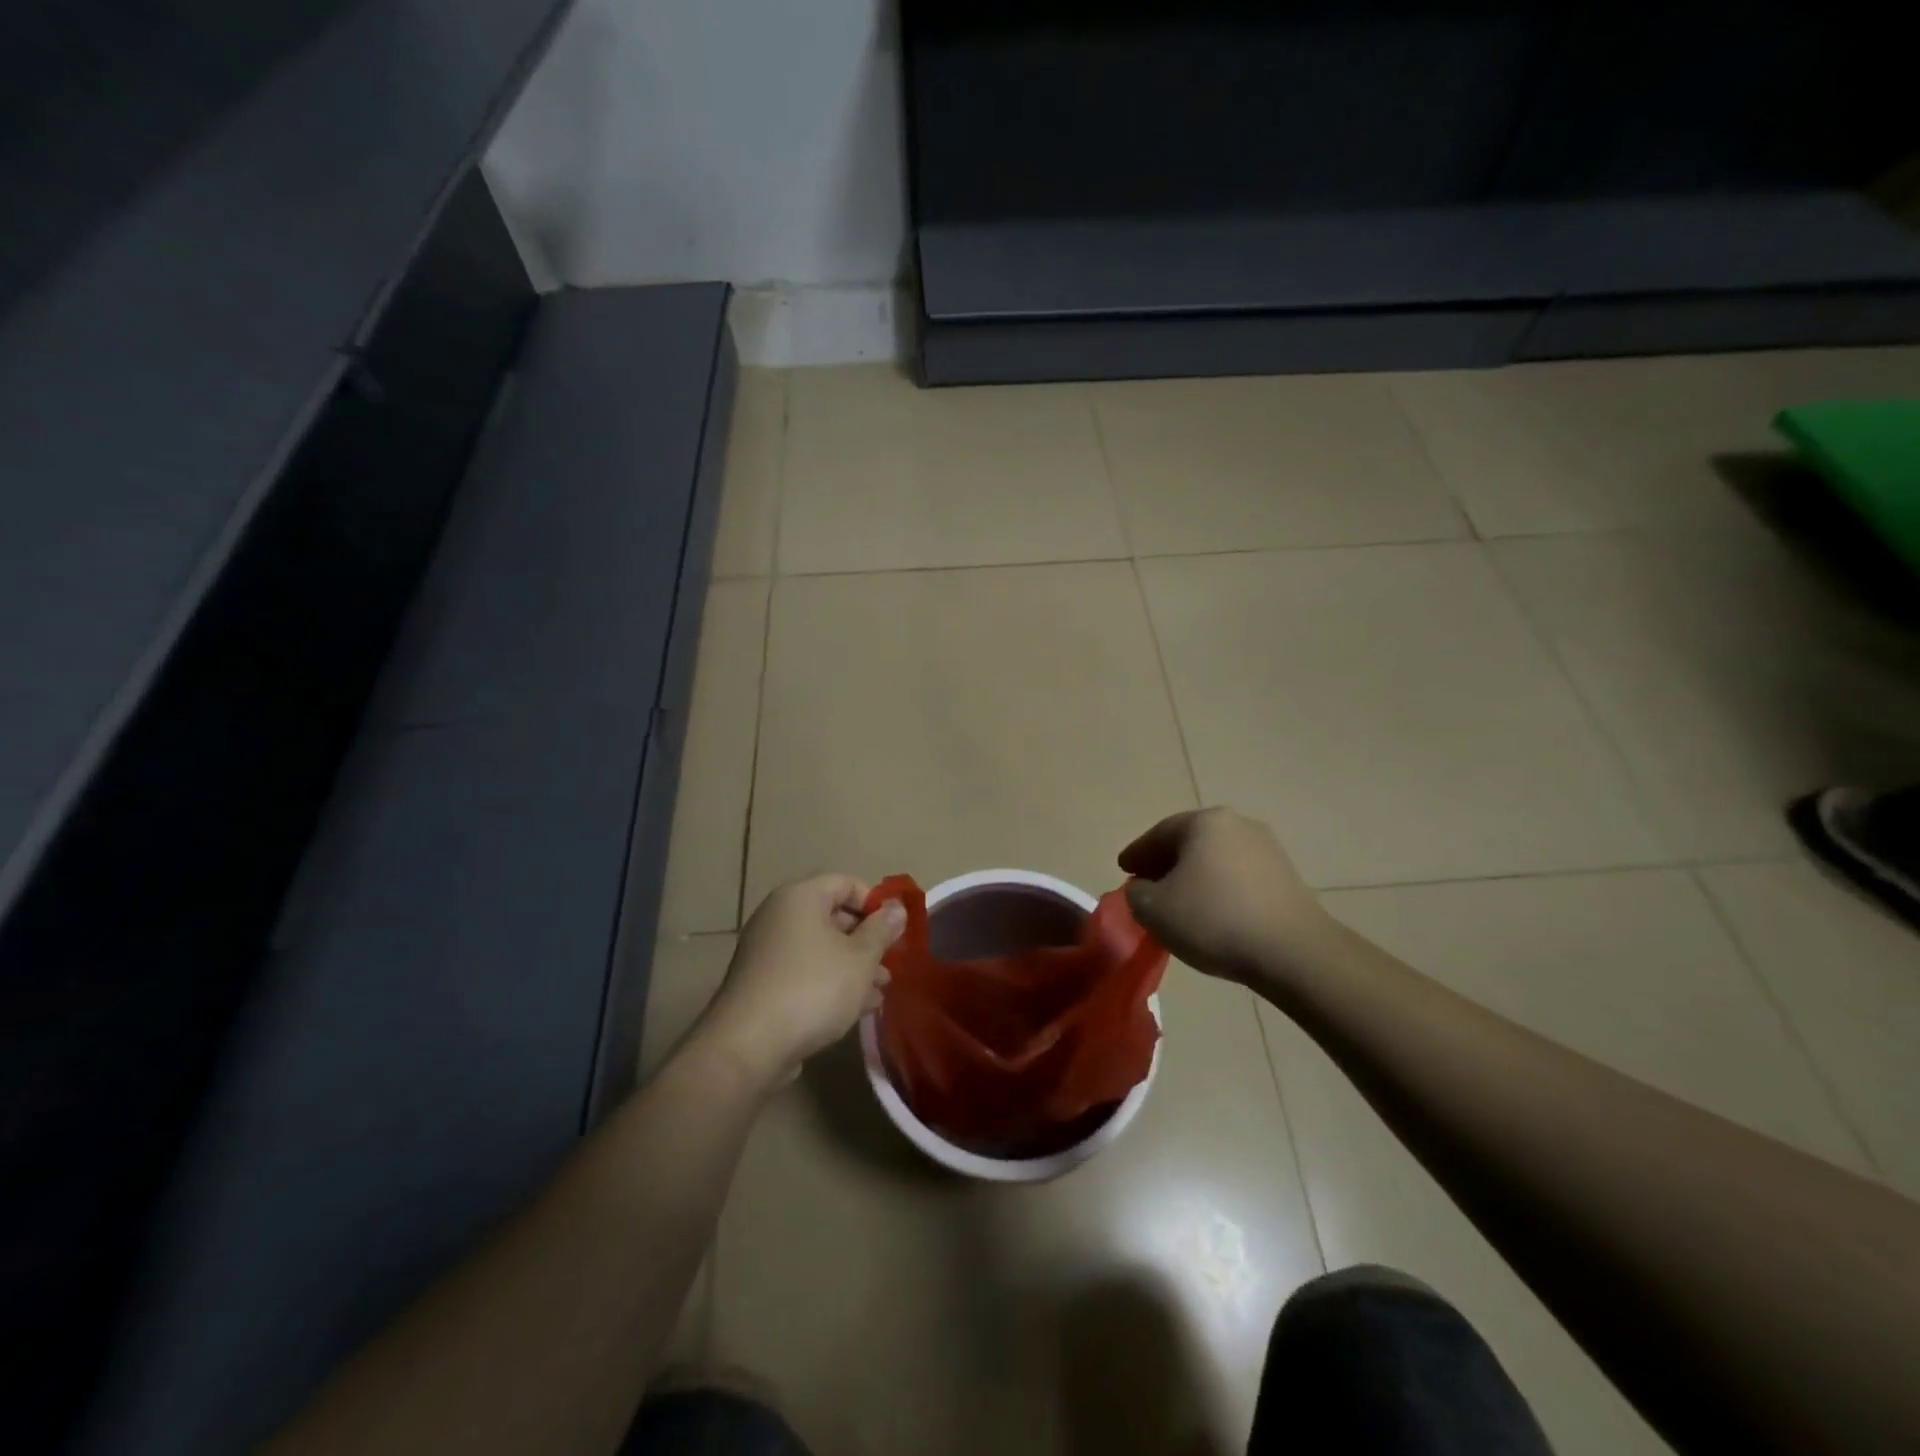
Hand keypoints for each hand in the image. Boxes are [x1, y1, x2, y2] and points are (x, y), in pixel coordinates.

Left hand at [695, 875, 905, 1088]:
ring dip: (853, 966)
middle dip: (866, 940)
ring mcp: (767, 951)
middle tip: (890, 963)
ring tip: (880, 991)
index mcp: (800, 898)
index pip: (845, 883)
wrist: (749, 1045)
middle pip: (833, 916)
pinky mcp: (762, 984)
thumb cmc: (813, 988)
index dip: (874, 903)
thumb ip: (882, 930)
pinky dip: (830, 983)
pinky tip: (856, 1008)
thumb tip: (897, 908)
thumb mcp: (860, 958)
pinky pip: (805, 972)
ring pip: (821, 949)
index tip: (894, 931)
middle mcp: (779, 916)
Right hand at [1119, 807, 1336, 990]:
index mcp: (1204, 822)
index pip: (1159, 833)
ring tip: (1179, 904)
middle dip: (1166, 863)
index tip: (1123, 870)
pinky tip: (1213, 913)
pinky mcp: (1287, 877)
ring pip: (1216, 859)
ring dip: (1194, 876)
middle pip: (1190, 842)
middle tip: (1147, 885)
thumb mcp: (1154, 909)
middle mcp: (1238, 824)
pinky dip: (1220, 889)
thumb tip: (1144, 888)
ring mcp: (1268, 849)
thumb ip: (1136, 893)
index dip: (1136, 853)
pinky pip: (1239, 877)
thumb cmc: (1214, 920)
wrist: (1293, 952)